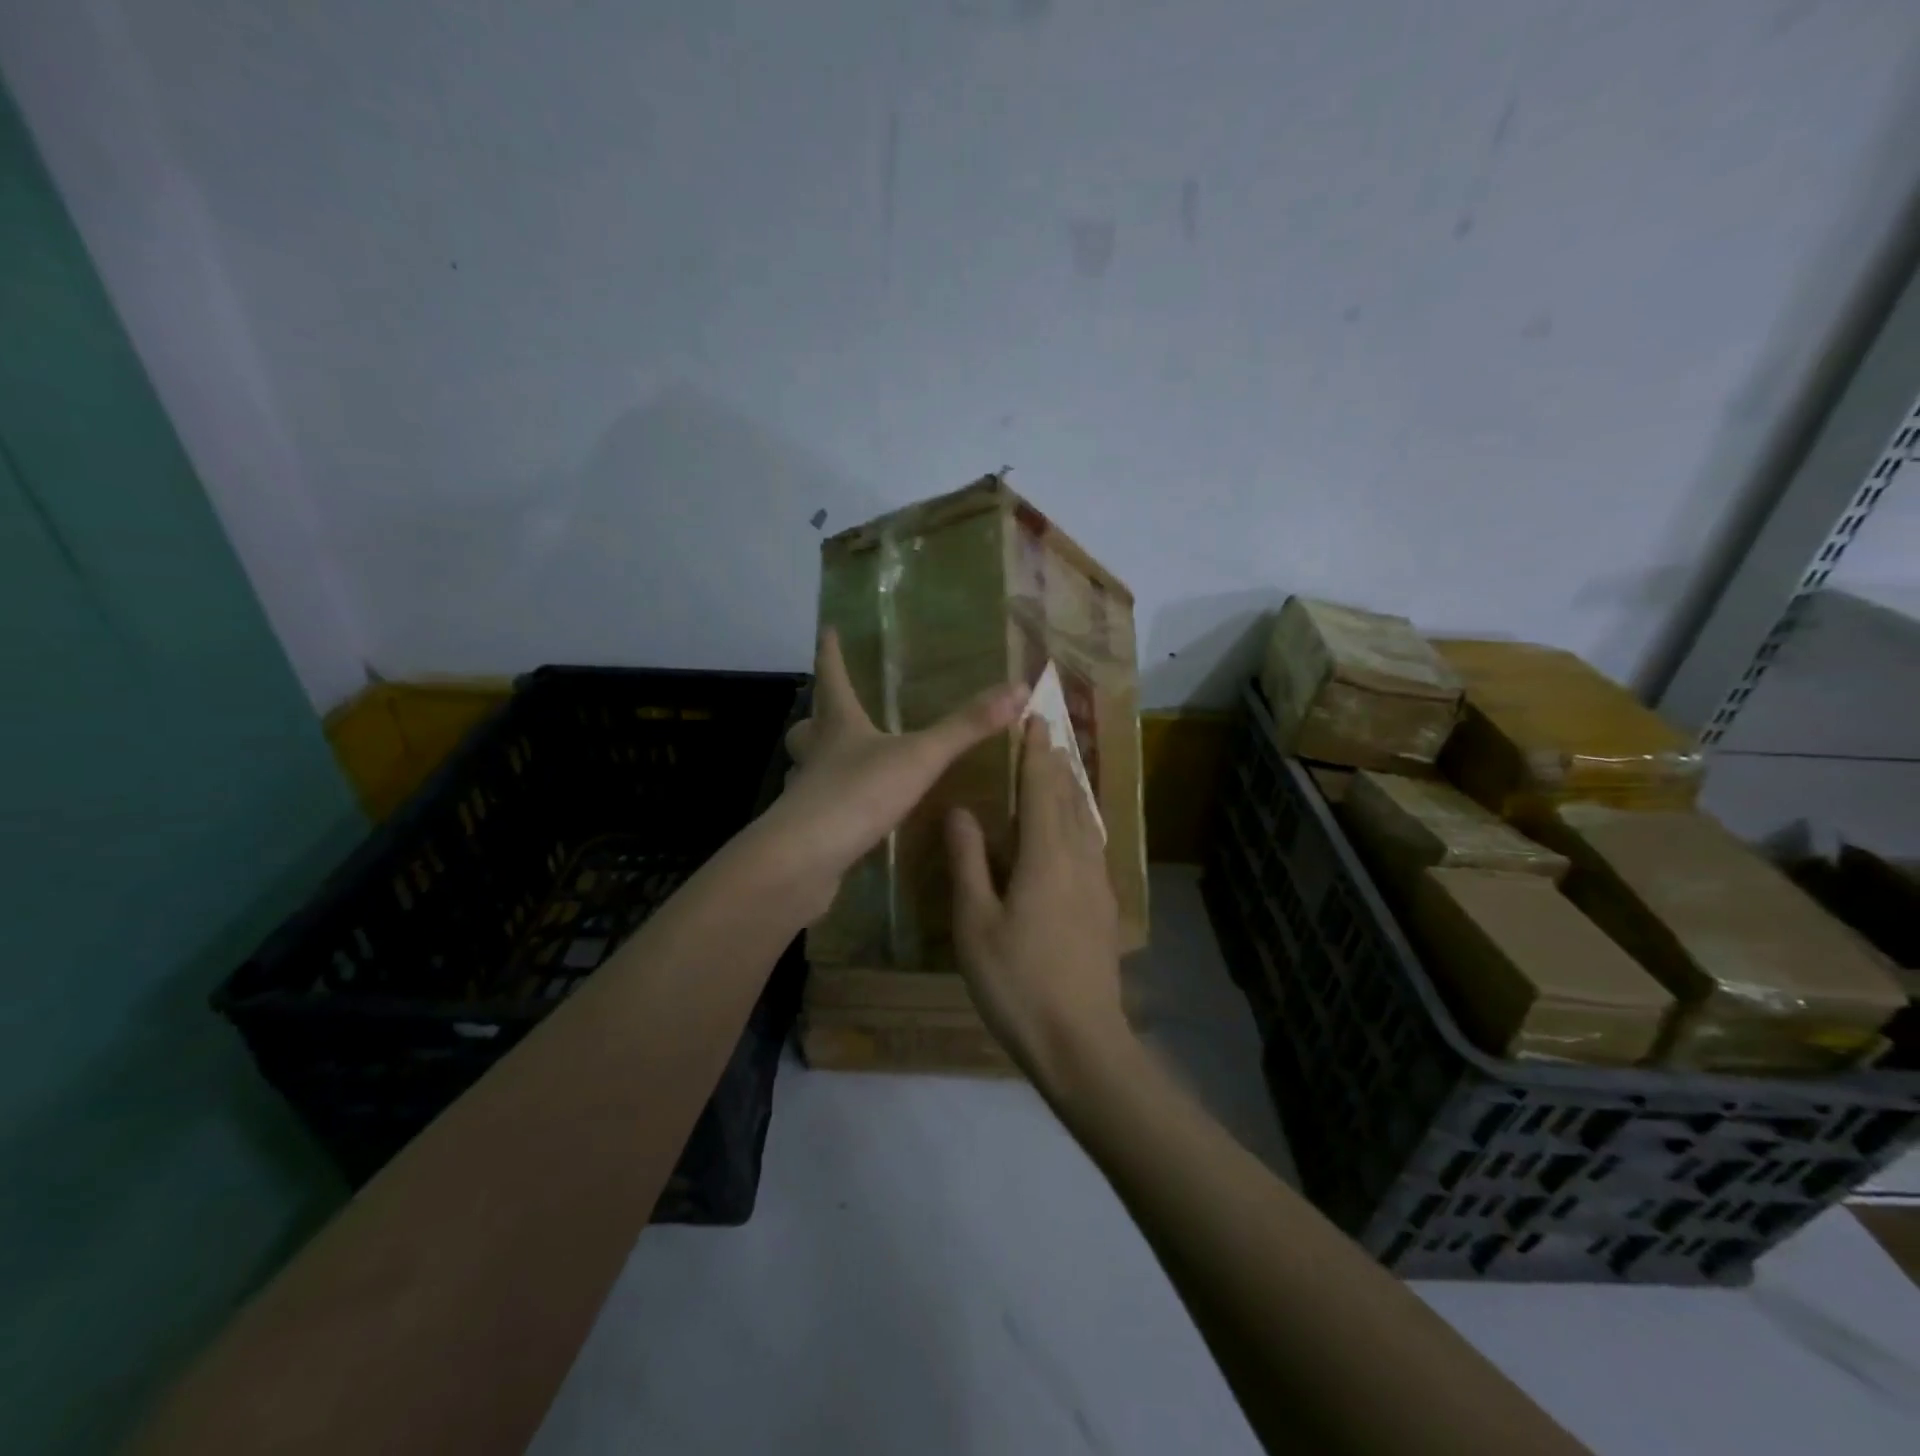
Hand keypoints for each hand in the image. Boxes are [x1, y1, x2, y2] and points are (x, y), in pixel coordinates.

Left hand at [754, 629, 1026, 918]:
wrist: (804, 862)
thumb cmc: (857, 795)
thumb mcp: (920, 757)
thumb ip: (966, 727)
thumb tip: (1018, 687)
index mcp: (838, 726)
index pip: (832, 677)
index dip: (831, 652)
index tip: (827, 628)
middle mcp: (817, 755)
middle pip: (809, 727)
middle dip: (819, 717)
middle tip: (833, 713)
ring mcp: (808, 794)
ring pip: (809, 769)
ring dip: (823, 761)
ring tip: (850, 763)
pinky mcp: (811, 831)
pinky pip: (823, 809)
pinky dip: (838, 806)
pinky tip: (858, 817)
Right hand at [947, 718, 1127, 1086]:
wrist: (1081, 1042)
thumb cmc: (1017, 982)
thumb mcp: (975, 924)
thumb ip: (968, 862)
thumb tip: (961, 811)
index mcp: (1045, 857)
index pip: (1042, 789)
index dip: (1036, 753)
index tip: (1034, 720)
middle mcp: (1078, 860)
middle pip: (1070, 799)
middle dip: (1057, 765)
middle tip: (1046, 736)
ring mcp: (1097, 886)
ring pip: (1086, 823)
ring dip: (1071, 791)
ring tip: (1059, 772)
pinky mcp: (1103, 908)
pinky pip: (1091, 846)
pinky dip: (1079, 823)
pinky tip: (1073, 834)